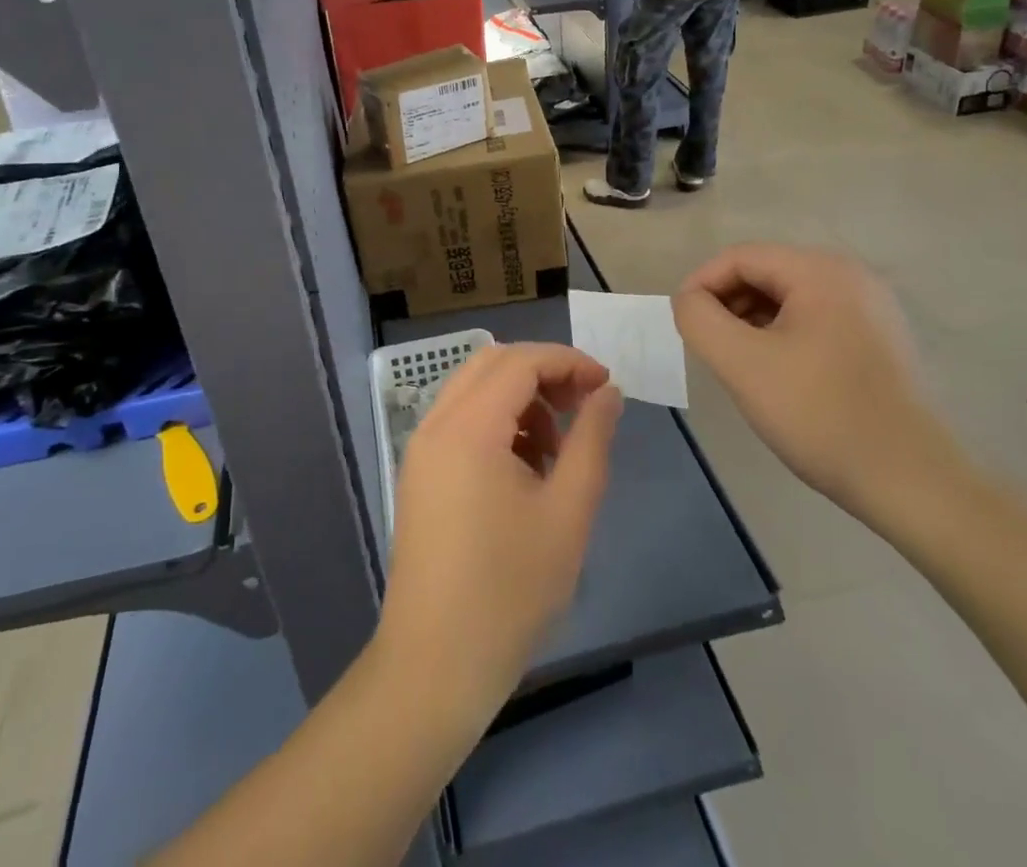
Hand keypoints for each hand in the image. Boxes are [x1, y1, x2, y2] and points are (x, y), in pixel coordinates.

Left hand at [376, 343, 622, 721]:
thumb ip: (592, 439)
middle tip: (583, 407)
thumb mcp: (568, 511)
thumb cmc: (510, 590)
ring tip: (557, 451)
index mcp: (468, 427)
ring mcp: (421, 449)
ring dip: (520, 399)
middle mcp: (436, 424)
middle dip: (543, 373)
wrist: (436, 665)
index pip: (521, 361)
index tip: (606, 386)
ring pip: (474, 390)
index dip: (568, 362)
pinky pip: (460, 421)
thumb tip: (608, 392)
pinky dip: (497, 423)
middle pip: (493, 364)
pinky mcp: (419, 474)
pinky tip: (525, 471)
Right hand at [672, 244, 959, 517]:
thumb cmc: (820, 414)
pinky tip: (776, 375)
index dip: (701, 285)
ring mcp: (870, 308)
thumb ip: (700, 319)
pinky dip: (782, 336)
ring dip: (752, 322)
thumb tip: (689, 300)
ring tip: (738, 365)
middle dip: (727, 305)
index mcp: (821, 271)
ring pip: (788, 298)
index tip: (683, 325)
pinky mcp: (878, 339)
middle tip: (710, 349)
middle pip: (765, 273)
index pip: (740, 257)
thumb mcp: (742, 364)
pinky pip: (814, 320)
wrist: (910, 481)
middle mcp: (850, 277)